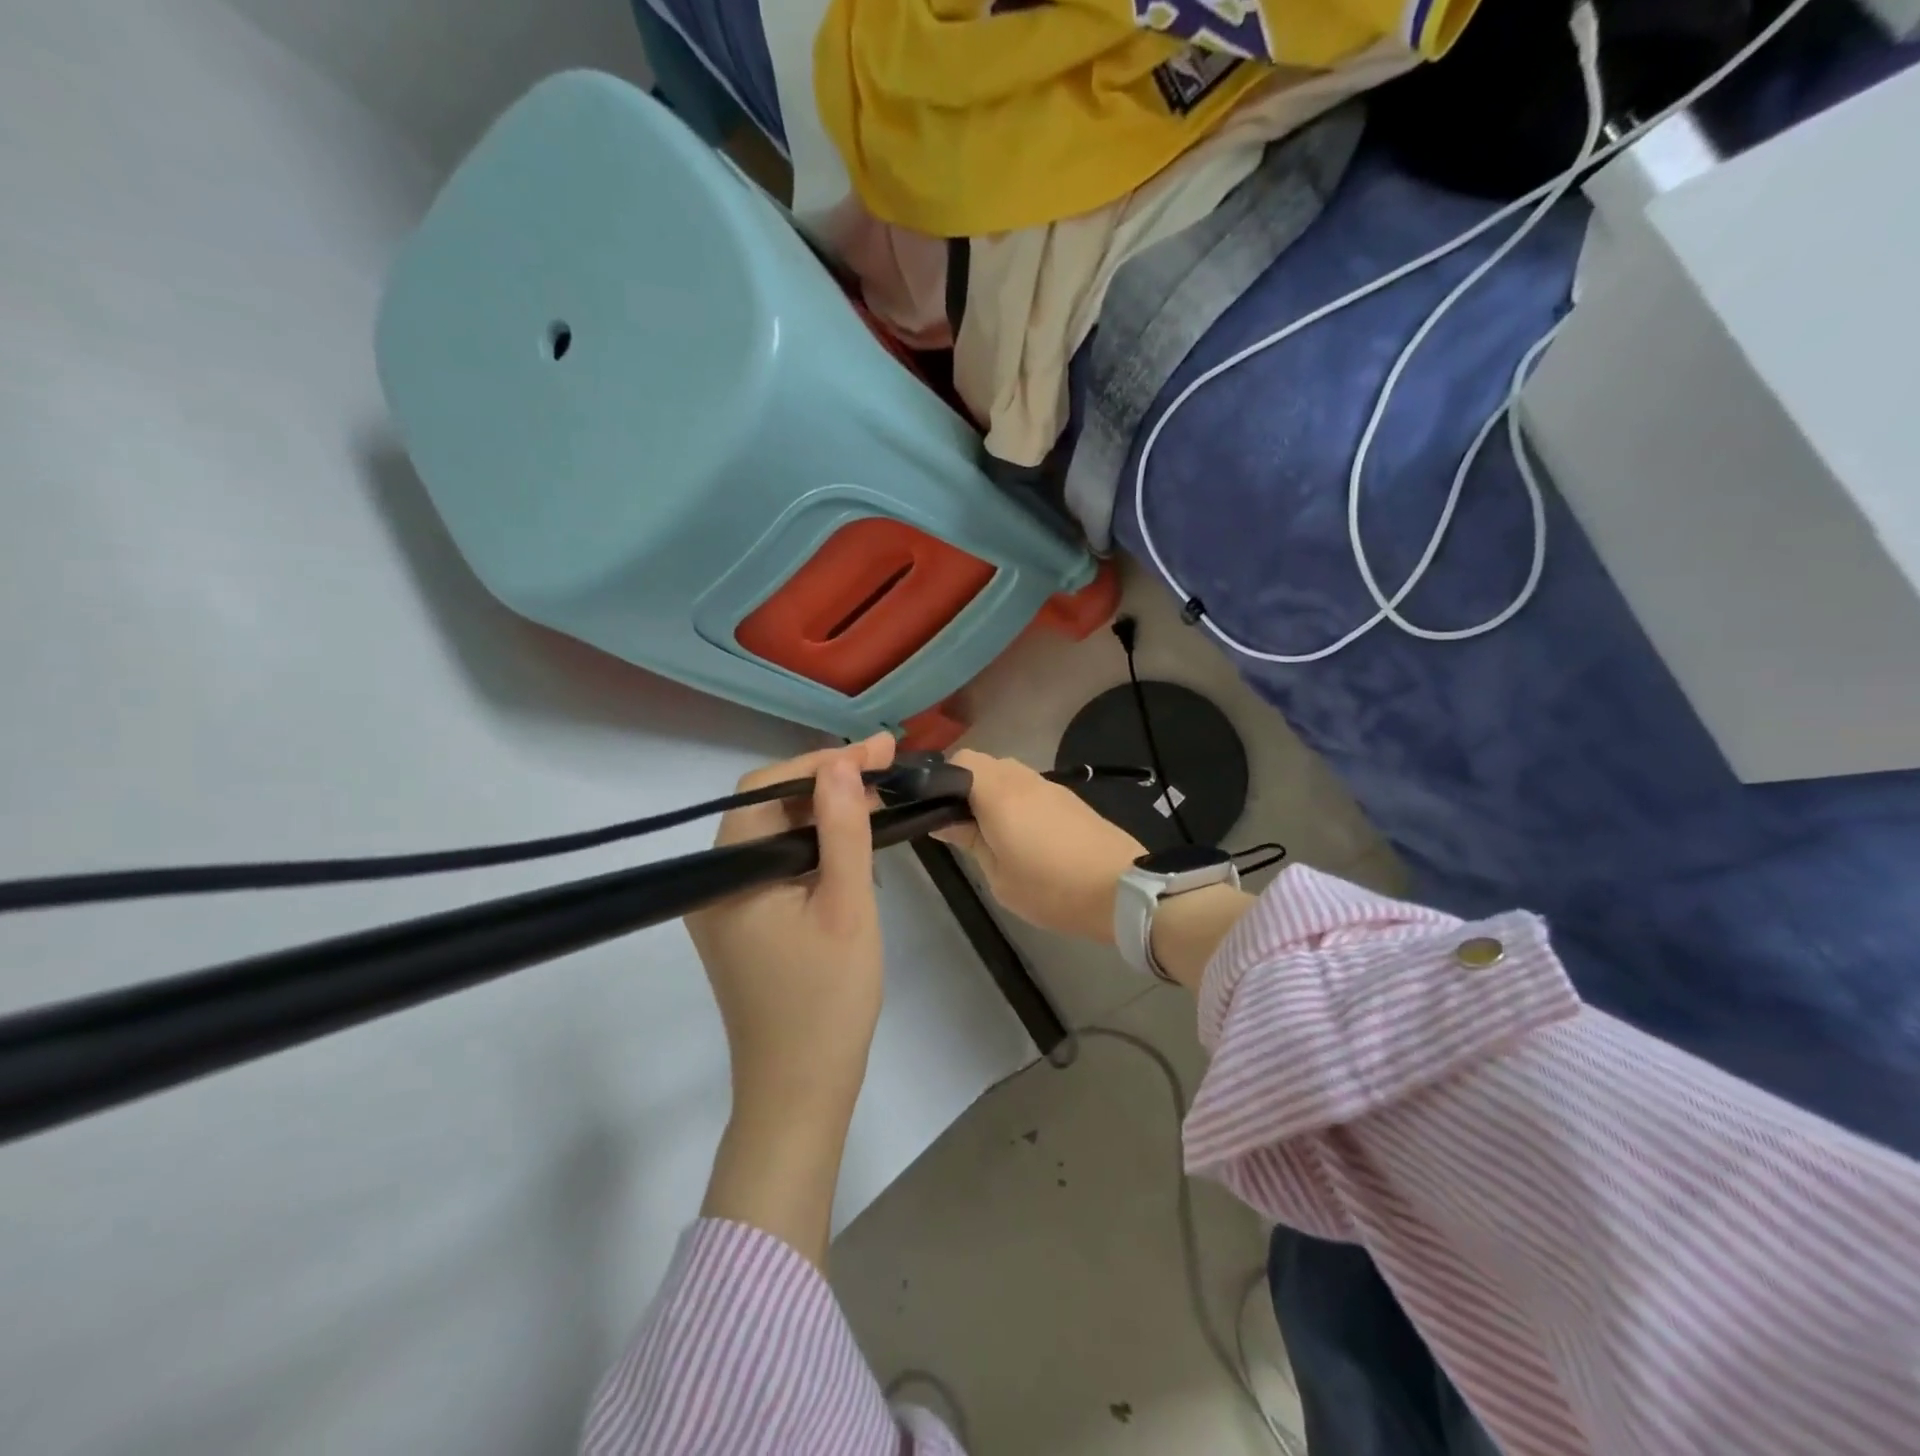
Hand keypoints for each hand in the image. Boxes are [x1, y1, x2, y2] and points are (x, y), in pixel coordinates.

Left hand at [688, 734, 893, 1268]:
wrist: (799, 1089)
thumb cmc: (827, 998)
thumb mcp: (847, 905)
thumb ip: (843, 828)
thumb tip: (842, 761)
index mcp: (729, 870)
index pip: (767, 787)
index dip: (822, 762)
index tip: (878, 753)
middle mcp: (715, 879)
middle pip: (767, 805)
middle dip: (825, 782)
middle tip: (884, 772)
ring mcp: (726, 903)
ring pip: (774, 834)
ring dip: (822, 812)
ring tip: (876, 799)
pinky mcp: (742, 923)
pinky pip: (776, 864)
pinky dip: (813, 846)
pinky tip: (850, 844)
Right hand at [934, 750, 1145, 943]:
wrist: (1121, 891)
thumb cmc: (1051, 889)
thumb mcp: (999, 877)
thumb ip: (969, 841)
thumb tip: (943, 820)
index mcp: (999, 793)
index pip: (960, 760)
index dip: (943, 780)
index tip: (938, 811)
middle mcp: (1022, 778)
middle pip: (984, 764)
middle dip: (967, 787)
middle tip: (963, 827)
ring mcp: (1049, 785)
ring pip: (1008, 774)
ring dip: (994, 795)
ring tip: (994, 834)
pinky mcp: (1069, 798)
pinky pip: (1030, 788)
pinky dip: (1017, 801)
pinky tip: (1024, 835)